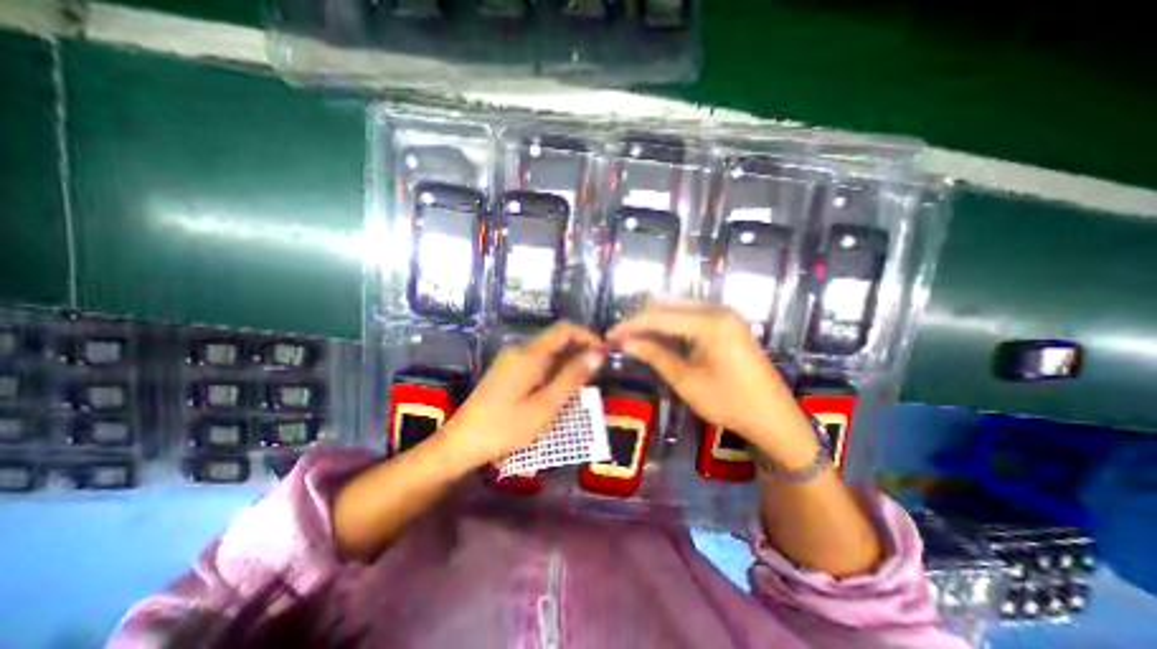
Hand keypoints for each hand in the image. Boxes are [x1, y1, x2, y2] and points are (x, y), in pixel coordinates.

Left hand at [442, 321, 606, 465]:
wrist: (462, 442)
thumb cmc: (506, 427)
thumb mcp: (546, 405)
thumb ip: (572, 377)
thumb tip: (597, 354)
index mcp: (530, 354)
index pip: (565, 329)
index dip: (587, 336)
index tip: (603, 353)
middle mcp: (520, 350)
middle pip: (556, 338)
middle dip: (579, 350)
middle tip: (596, 373)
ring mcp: (511, 360)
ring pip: (548, 351)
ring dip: (567, 361)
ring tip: (581, 384)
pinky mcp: (507, 371)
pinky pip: (537, 362)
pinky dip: (554, 369)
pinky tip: (558, 389)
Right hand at [608, 300, 817, 466]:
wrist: (773, 417)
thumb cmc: (729, 402)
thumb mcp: (686, 380)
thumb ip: (654, 354)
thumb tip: (623, 341)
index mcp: (710, 323)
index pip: (659, 317)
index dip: (631, 325)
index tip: (610, 334)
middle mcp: (718, 309)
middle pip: (668, 305)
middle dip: (641, 319)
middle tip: (621, 337)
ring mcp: (725, 313)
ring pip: (678, 307)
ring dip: (655, 320)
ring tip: (635, 337)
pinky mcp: (727, 321)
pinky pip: (691, 314)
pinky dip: (672, 323)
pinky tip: (659, 336)